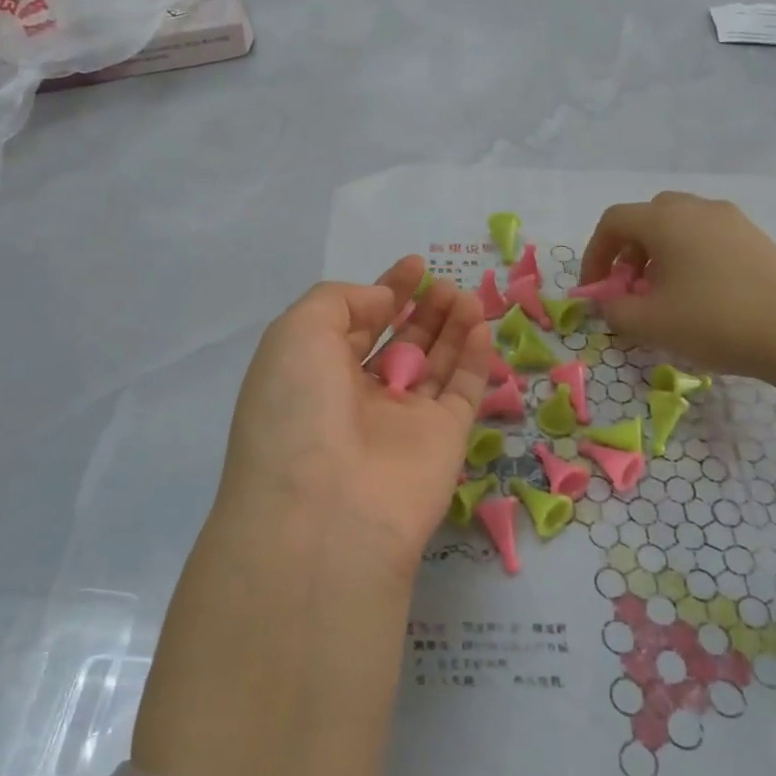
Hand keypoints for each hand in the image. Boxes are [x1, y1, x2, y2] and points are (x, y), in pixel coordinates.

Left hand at [214, 255, 492, 574]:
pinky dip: (475, 357)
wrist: (327, 511)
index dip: (385, 290)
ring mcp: (403, 421)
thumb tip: (382, 300)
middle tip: (442, 281)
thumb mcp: (296, 333)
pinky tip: (480, 323)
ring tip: (463, 293)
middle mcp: (358, 397)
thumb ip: (341, 301)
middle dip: (420, 308)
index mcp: (315, 373)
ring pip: (435, 363)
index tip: (414, 264)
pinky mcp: (444, 440)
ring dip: (450, 325)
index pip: (356, 323)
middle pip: (398, 342)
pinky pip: (464, 390)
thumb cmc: (298, 410)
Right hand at [579, 191, 775, 377]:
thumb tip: (606, 303)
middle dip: (628, 252)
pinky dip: (691, 257)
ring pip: (680, 227)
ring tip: (665, 295)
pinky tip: (701, 295)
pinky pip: (709, 237)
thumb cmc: (714, 320)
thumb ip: (614, 310)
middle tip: (630, 288)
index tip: (595, 290)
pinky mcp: (756, 238)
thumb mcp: (649, 323)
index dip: (594, 254)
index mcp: (665, 220)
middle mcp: (697, 208)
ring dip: (660, 255)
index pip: (613, 222)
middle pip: (647, 218)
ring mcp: (731, 220)